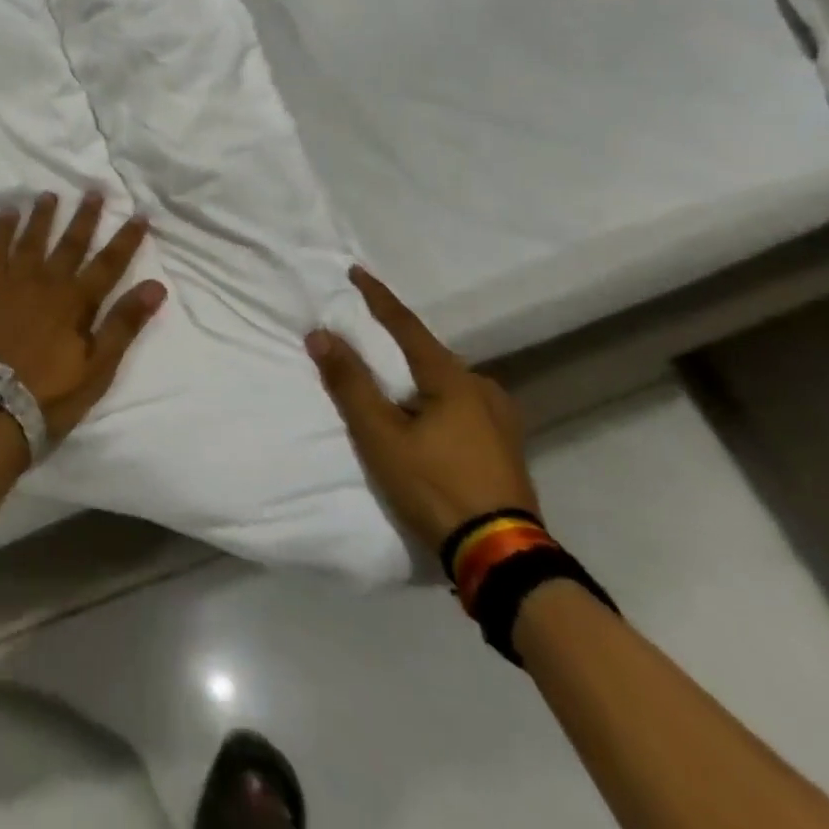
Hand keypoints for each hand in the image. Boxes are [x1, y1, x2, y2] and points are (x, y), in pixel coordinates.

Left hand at [0, 192, 166, 442]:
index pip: (108, 263)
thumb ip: (124, 324)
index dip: (126, 239)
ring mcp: (13, 283)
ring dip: (43, 216)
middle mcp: (47, 282)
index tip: (139, 215)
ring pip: (32, 239)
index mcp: (76, 301)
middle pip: (70, 243)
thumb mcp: (97, 367)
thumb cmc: (50, 394)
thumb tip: (156, 286)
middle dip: (85, 217)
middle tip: (93, 191)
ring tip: (50, 194)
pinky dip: (2, 230)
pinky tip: (7, 214)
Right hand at [306, 265, 539, 556]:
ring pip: (448, 381)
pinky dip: (437, 400)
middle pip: (429, 353)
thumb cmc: (435, 486)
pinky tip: (429, 419)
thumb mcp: (381, 436)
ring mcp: (501, 418)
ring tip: (395, 388)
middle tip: (368, 342)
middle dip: (398, 344)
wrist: (502, 557)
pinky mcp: (507, 446)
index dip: (377, 297)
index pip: (406, 325)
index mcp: (452, 378)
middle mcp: (481, 388)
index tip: (356, 271)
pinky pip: (462, 405)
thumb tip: (321, 334)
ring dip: (419, 376)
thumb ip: (350, 383)